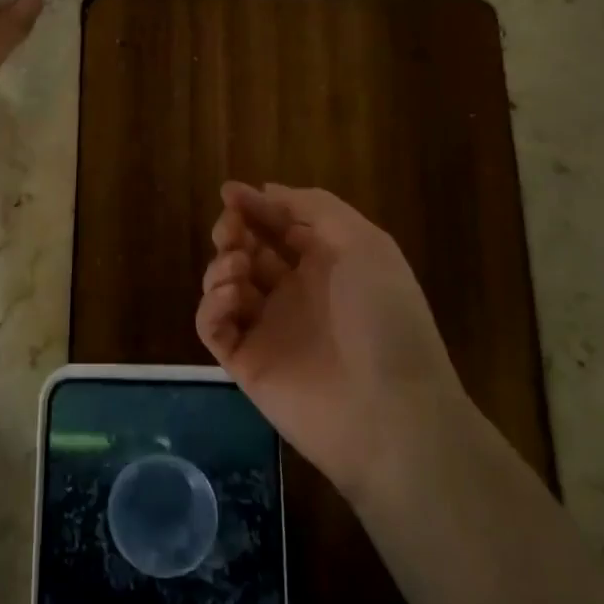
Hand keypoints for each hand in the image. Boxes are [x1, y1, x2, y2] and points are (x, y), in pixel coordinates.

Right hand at [197, 181, 465, 501]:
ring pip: (225, 285)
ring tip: (238, 268)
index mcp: (325, 265)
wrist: (391, 412)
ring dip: (222, 265)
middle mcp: (294, 294)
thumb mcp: (364, 243)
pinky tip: (232, 298)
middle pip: (247, 251)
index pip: (279, 226)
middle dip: (233, 232)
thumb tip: (269, 190)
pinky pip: (214, 326)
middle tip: (231, 230)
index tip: (229, 191)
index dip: (255, 206)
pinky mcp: (246, 363)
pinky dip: (212, 306)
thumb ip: (316, 207)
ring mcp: (268, 330)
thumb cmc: (383, 317)